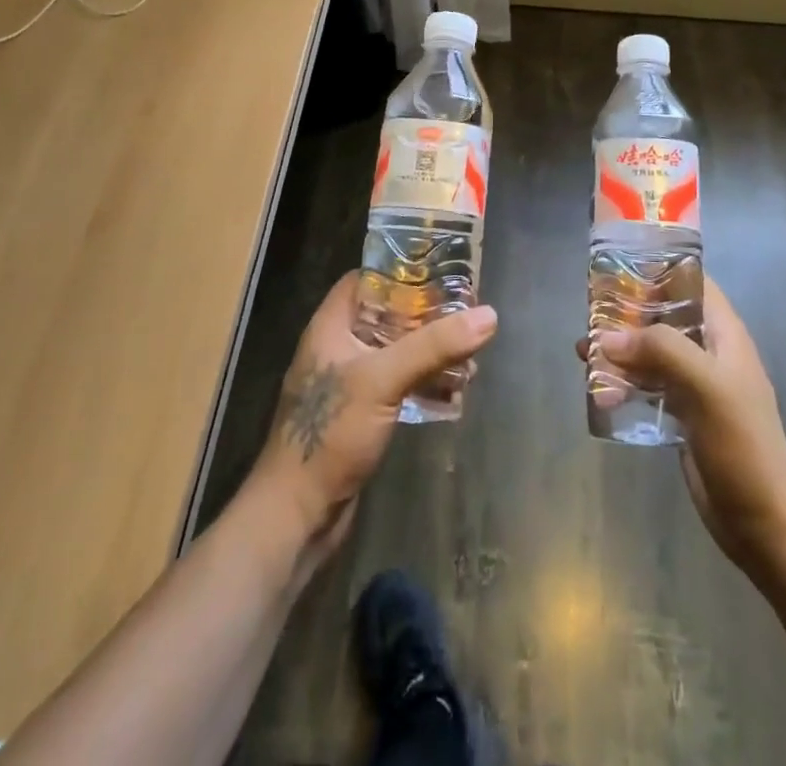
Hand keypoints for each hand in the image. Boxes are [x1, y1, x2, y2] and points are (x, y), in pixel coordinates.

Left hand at [252, 273, 497, 563]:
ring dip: (430, 350)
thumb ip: (434, 346)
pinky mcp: (361, 415)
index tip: (441, 268)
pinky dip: (424, 381)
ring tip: (470, 350)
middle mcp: (338, 348)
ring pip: (396, 351)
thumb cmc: (330, 433)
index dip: (400, 270)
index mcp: (331, 326)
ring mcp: (349, 384)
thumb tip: (489, 315)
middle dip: (426, 313)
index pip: (365, 279)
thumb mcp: (383, 379)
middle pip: (387, 314)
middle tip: (467, 309)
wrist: (296, 516)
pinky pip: (398, 384)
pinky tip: (455, 390)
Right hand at [578, 278, 785, 571]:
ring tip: (583, 354)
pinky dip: (623, 383)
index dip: (659, 269)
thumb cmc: (742, 443)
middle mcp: (709, 352)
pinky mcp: (682, 415)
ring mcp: (695, 385)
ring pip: (651, 353)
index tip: (619, 268)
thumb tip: (606, 337)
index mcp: (724, 334)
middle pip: (664, 317)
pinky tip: (598, 391)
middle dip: (627, 314)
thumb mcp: (706, 385)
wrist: (764, 521)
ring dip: (620, 351)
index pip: (692, 283)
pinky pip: (647, 386)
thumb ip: (660, 350)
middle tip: (590, 315)